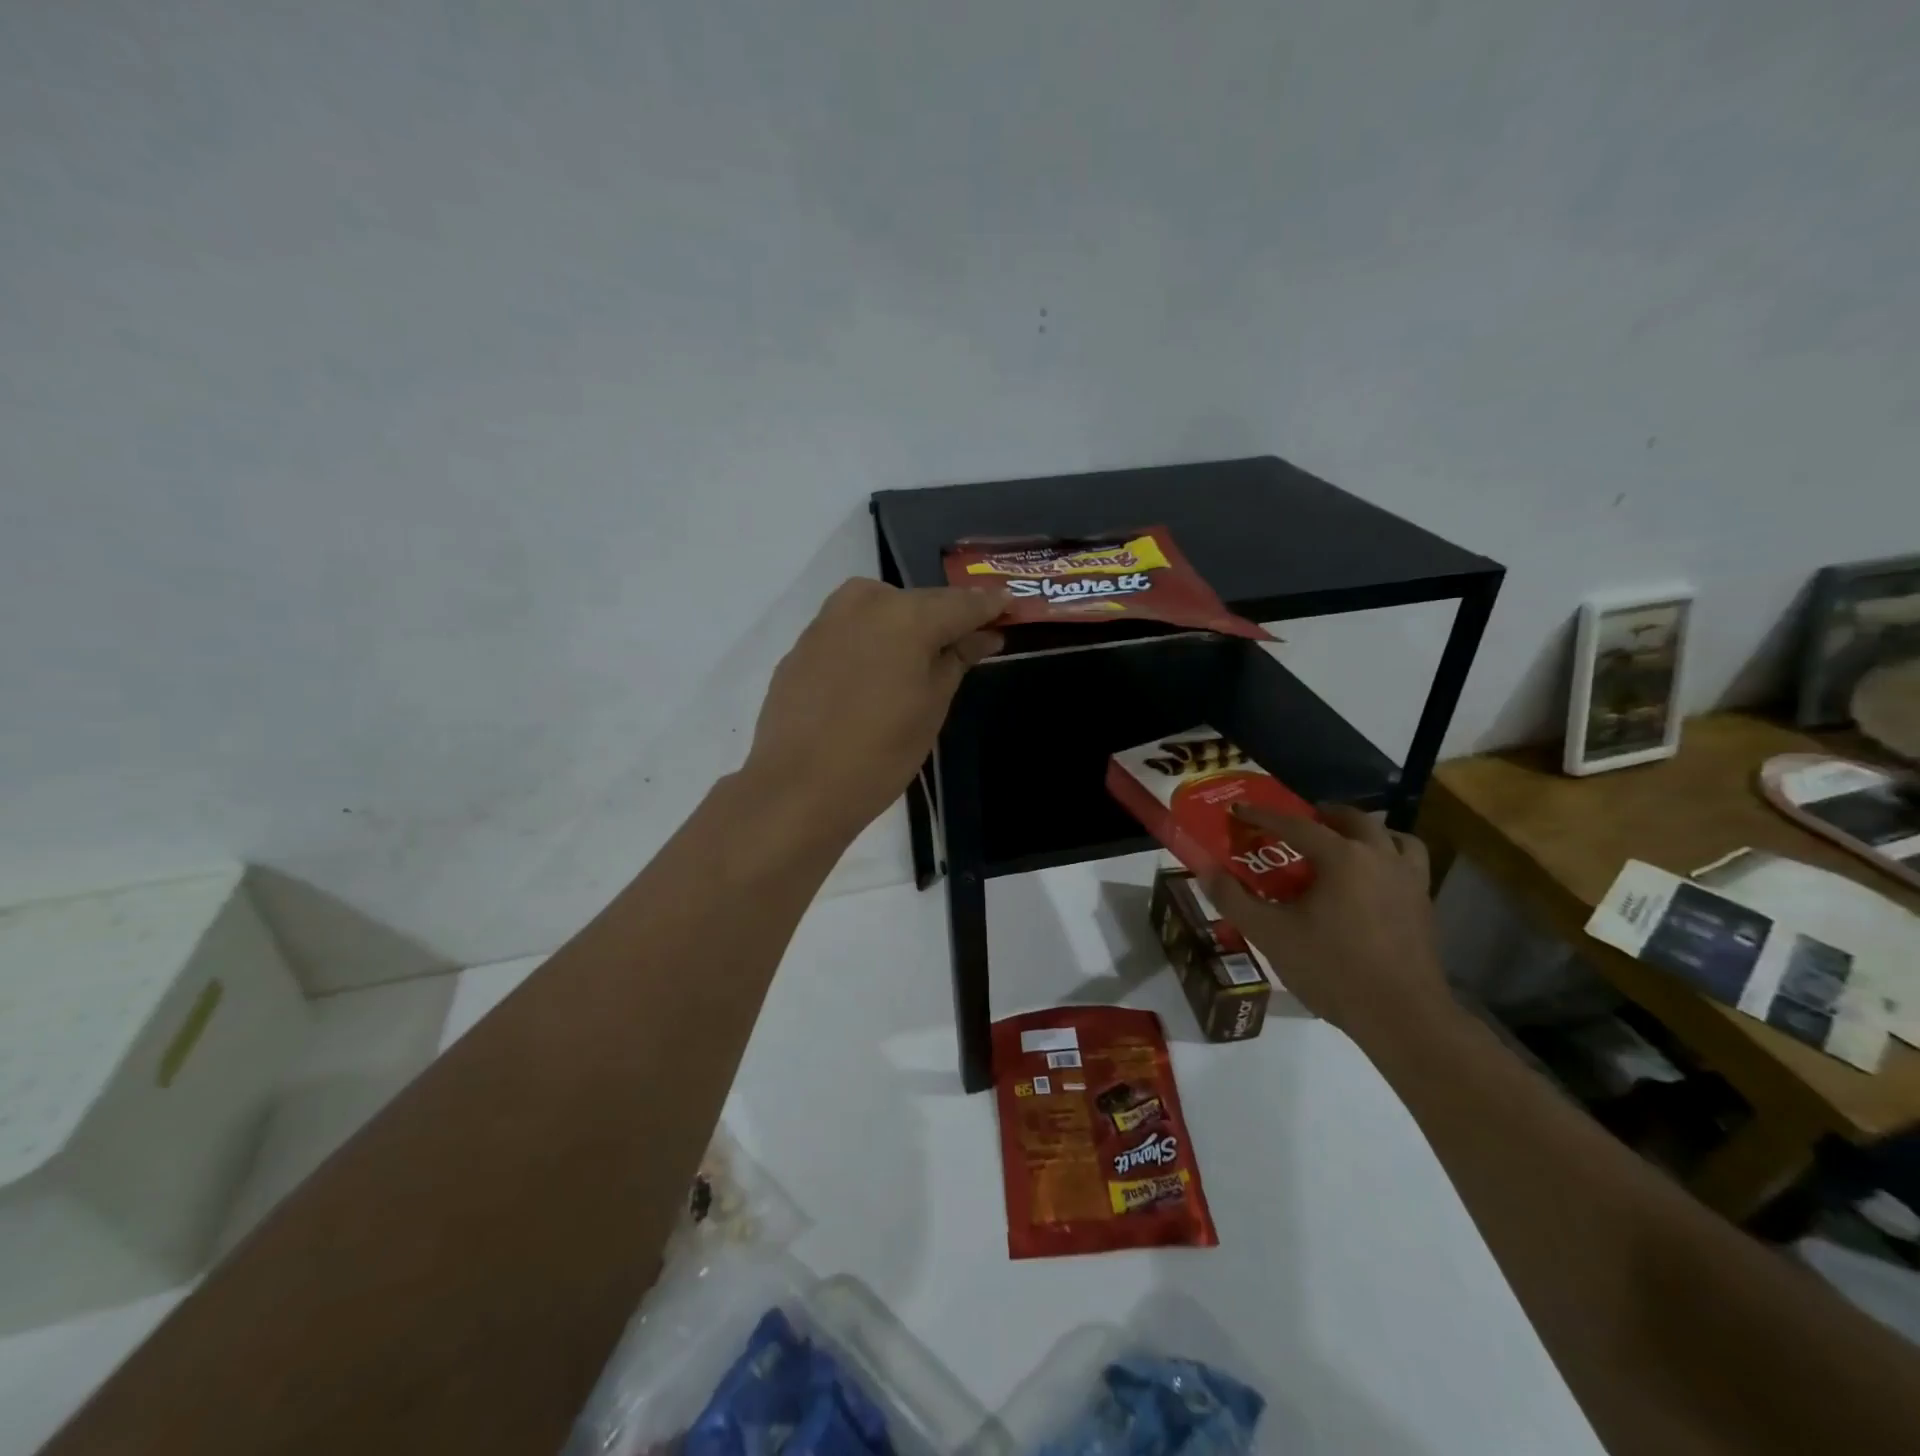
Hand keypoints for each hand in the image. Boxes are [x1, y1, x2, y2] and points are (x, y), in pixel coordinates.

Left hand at [743, 578, 1005, 843]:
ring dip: (904, 625)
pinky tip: (873, 676)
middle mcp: (865, 604)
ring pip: (880, 609)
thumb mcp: (932, 706)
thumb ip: (957, 659)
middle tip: (966, 641)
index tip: (1010, 606)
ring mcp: (826, 621)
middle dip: (944, 618)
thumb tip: (984, 635)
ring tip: (918, 661)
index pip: (961, 602)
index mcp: (906, 616)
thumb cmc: (881, 753)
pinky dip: (870, 641)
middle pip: (919, 601)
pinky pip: (849, 630)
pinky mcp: (801, 645)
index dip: (989, 606)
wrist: (798, 788)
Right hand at [1204, 804, 1449, 1039]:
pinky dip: (1388, 859)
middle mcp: (1380, 858)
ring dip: (1365, 834)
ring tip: (1344, 845)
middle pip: (1353, 820)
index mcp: (1342, 858)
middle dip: (1323, 814)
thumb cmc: (1332, 969)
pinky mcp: (1425, 906)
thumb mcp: (1270, 934)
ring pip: (1393, 838)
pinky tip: (1371, 883)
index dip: (1263, 816)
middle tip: (1299, 823)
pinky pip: (1409, 865)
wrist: (1402, 1017)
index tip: (1239, 810)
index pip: (1296, 825)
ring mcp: (1409, 881)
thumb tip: (1205, 871)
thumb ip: (1233, 899)